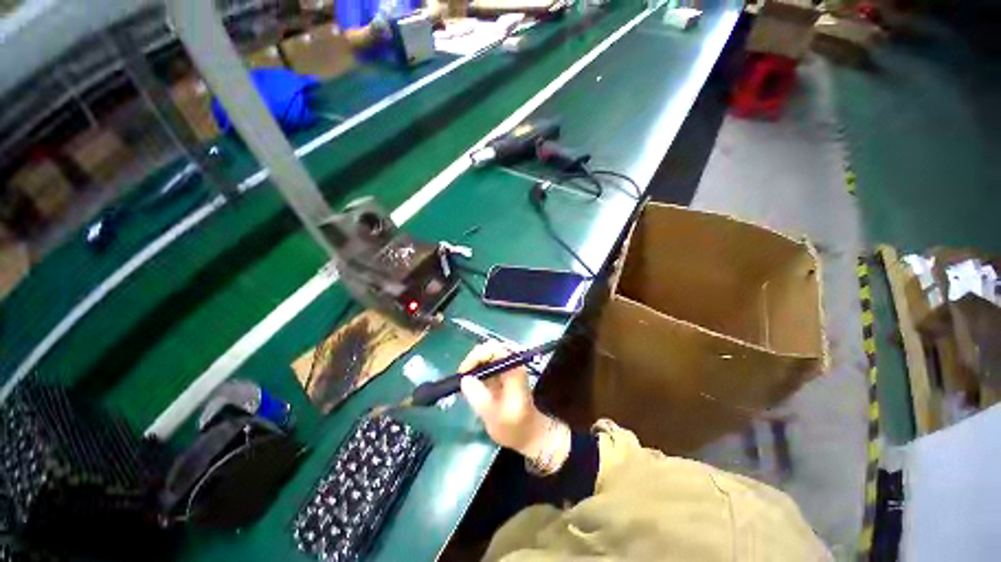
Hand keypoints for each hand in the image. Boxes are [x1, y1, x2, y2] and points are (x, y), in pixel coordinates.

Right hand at [458, 342, 549, 458]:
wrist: (529, 434)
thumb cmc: (514, 427)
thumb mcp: (493, 415)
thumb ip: (478, 396)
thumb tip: (465, 379)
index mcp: (514, 369)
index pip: (494, 349)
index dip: (476, 356)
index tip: (464, 372)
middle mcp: (511, 363)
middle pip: (490, 348)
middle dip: (473, 359)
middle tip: (462, 377)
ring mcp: (507, 368)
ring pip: (487, 354)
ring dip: (474, 364)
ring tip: (465, 381)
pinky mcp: (502, 374)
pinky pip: (487, 364)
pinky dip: (476, 370)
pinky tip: (470, 384)